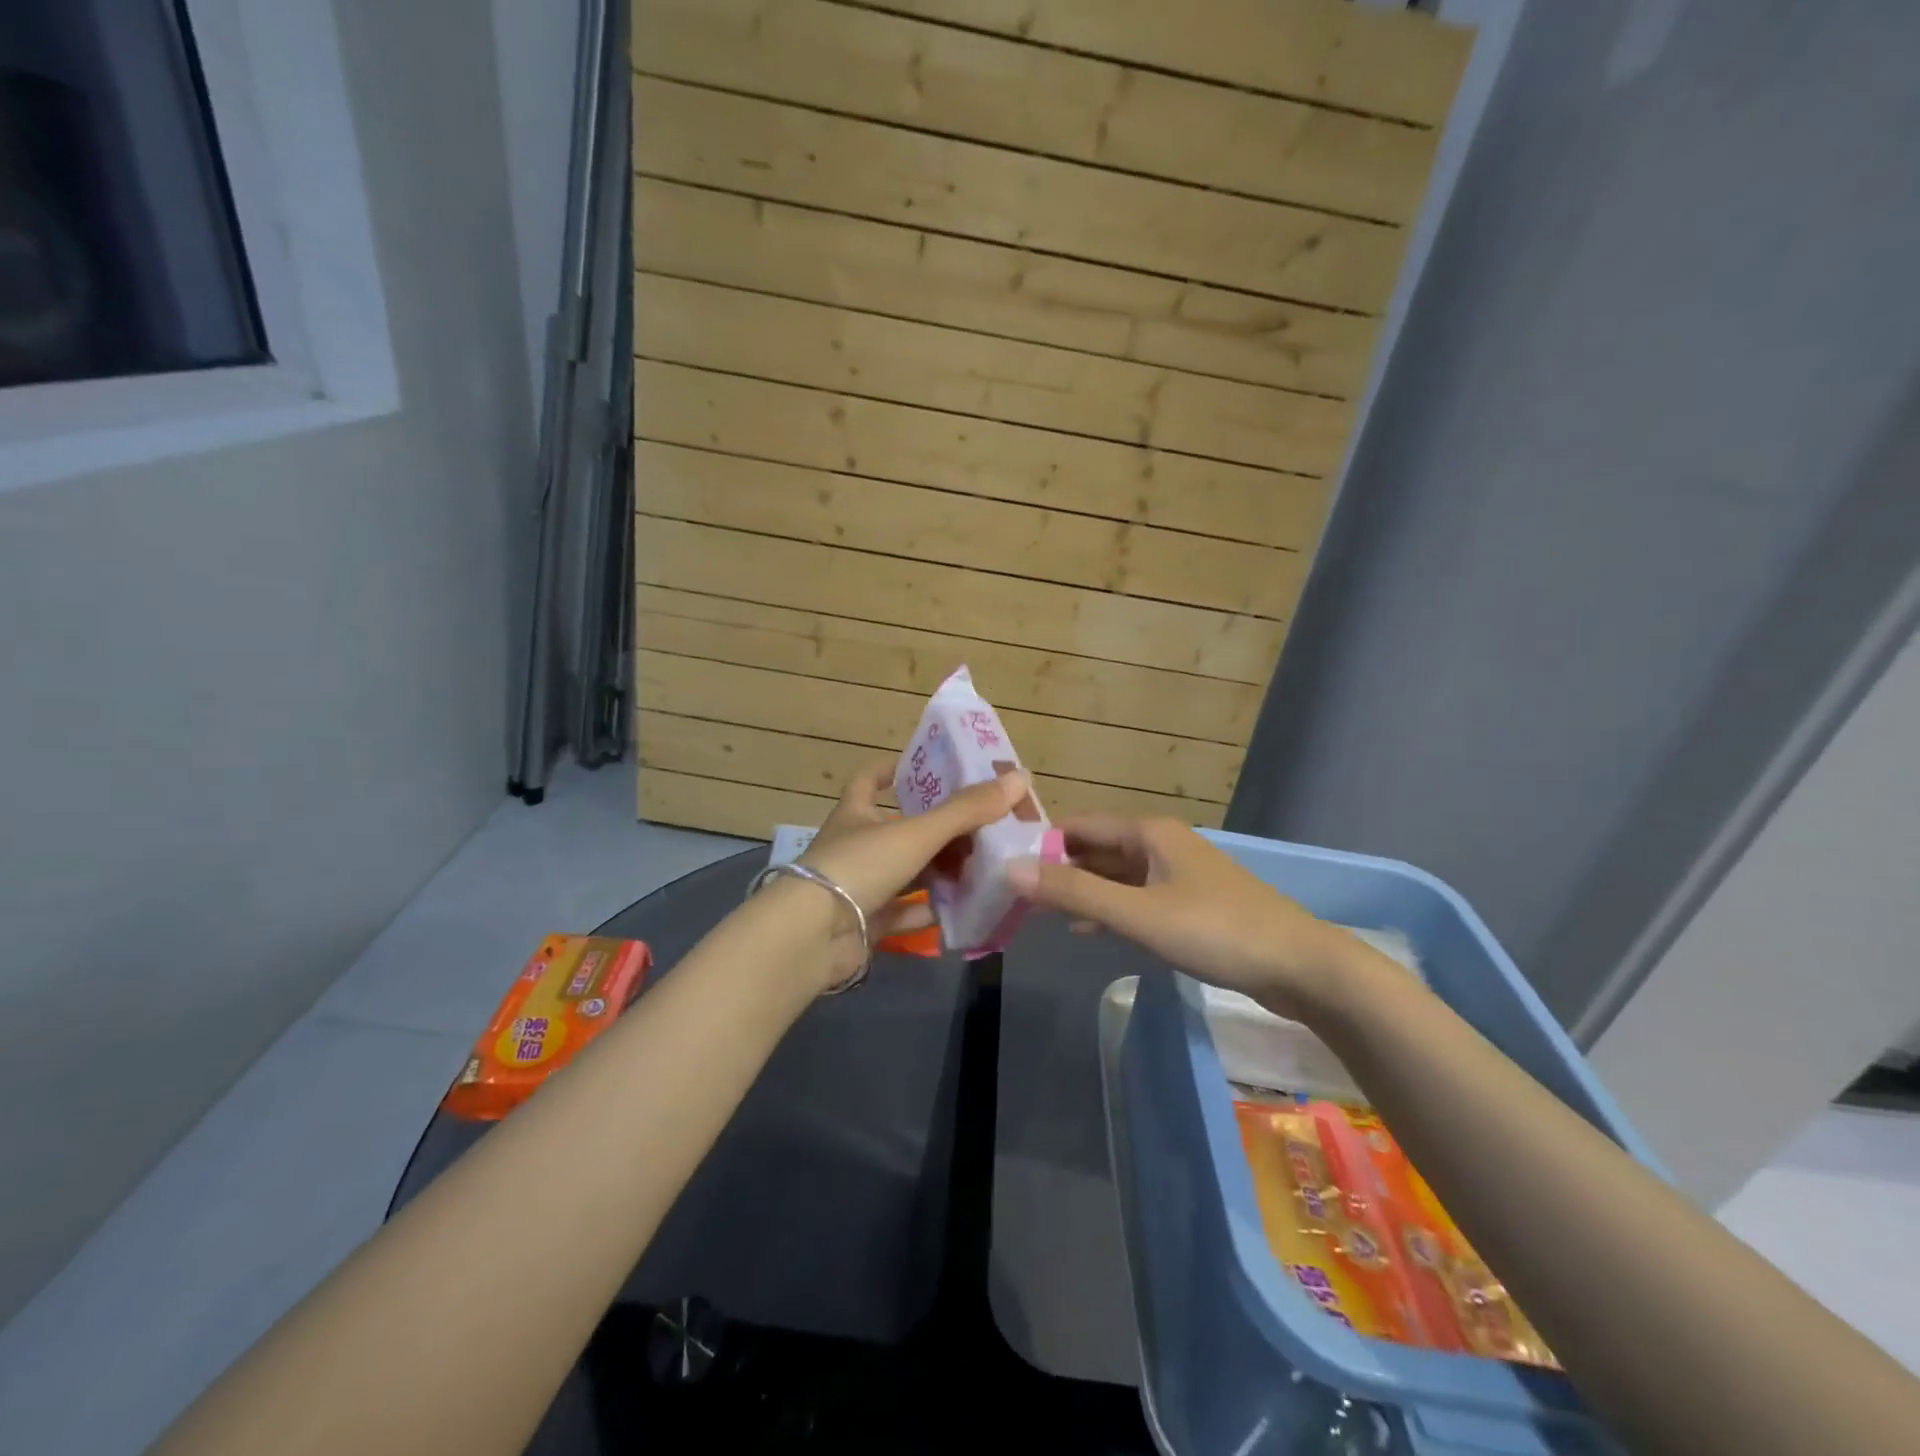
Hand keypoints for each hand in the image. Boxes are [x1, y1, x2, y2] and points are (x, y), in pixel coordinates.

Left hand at [796, 759, 1027, 975]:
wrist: (811, 938)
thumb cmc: (858, 867)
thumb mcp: (916, 833)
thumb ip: (966, 810)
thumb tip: (1019, 778)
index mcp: (856, 814)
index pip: (870, 779)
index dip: (894, 768)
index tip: (926, 766)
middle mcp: (855, 846)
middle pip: (900, 830)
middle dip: (938, 828)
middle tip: (981, 824)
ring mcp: (859, 887)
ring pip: (907, 873)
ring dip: (940, 871)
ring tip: (983, 866)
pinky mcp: (866, 924)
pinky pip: (905, 914)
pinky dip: (931, 911)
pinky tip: (964, 909)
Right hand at [1007, 816, 1346, 1017]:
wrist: (1300, 966)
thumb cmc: (1216, 930)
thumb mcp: (1137, 914)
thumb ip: (1075, 893)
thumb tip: (1011, 870)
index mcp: (1149, 833)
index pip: (1080, 825)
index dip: (1042, 840)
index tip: (1005, 863)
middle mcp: (1161, 844)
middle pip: (1097, 848)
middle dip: (1059, 868)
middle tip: (1015, 893)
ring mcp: (1179, 875)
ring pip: (1117, 875)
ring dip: (1082, 890)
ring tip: (1040, 912)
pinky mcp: (1191, 904)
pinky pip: (1137, 898)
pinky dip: (1110, 909)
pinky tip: (1088, 930)